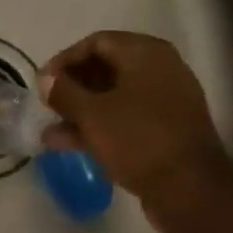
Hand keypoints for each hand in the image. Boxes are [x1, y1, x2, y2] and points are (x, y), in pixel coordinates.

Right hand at [41, 32, 232, 206]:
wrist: (190, 190)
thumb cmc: (138, 140)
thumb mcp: (92, 114)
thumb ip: (64, 92)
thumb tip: (46, 79)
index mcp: (146, 53)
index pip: (97, 42)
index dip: (65, 59)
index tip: (42, 82)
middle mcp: (160, 69)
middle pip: (106, 68)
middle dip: (73, 87)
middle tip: (48, 105)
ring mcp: (166, 100)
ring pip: (115, 97)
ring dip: (82, 111)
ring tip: (50, 132)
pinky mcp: (167, 129)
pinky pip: (127, 118)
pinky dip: (100, 126)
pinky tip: (70, 144)